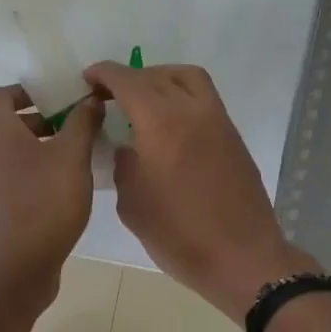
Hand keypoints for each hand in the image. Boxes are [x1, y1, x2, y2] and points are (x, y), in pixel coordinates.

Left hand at [0, 84, 103, 298]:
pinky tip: (56, 189)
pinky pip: (6, 180)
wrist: (19, 265)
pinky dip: (27, 174)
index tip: (55, 98)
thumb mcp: (73, 157)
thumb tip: (91, 99)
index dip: (26, 91)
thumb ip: (82, 123)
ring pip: (5, 154)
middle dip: (37, 122)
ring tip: (69, 159)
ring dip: (33, 150)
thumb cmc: (45, 202)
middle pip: (3, 126)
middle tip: (70, 128)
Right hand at [84, 61, 317, 318]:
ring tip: (143, 101)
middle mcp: (192, 110)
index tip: (89, 79)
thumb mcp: (133, 203)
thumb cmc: (178, 235)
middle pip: (158, 75)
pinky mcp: (233, 137)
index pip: (128, 82)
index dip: (105, 75)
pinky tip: (169, 125)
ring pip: (189, 79)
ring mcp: (219, 121)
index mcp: (161, 123)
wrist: (241, 257)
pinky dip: (182, 97)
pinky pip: (205, 100)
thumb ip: (124, 165)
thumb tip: (128, 147)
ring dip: (162, 79)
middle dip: (131, 78)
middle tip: (112, 94)